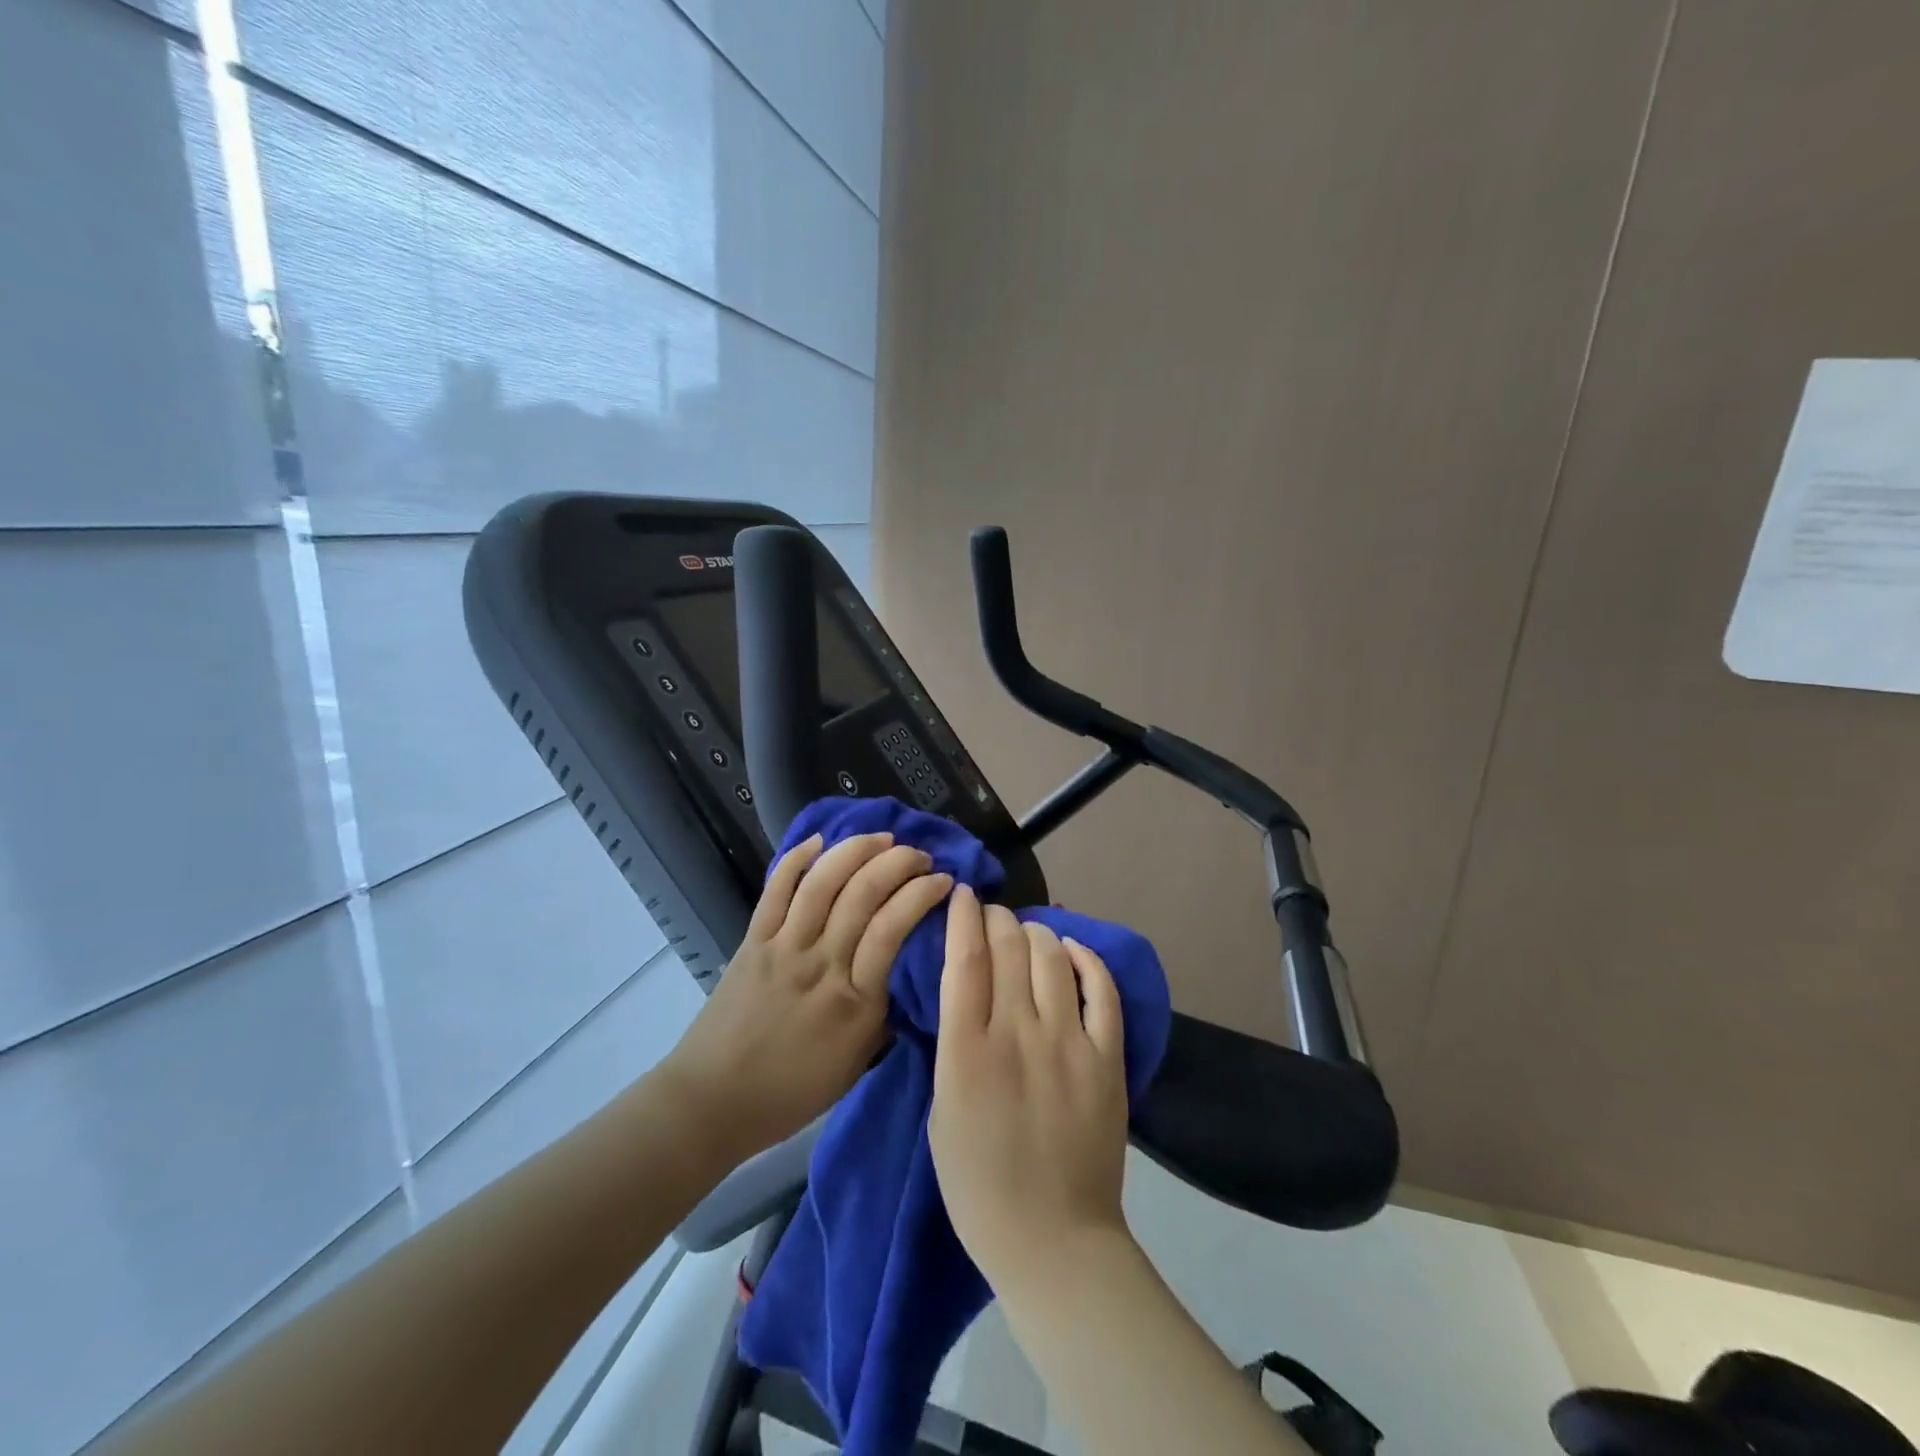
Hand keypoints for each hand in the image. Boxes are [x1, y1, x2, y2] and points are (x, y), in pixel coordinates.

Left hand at [664, 832, 952, 1164]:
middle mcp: (822, 964)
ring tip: (882, 838)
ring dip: (857, 850)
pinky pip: (776, 890)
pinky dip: (797, 859)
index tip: (944, 881)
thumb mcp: (856, 1064)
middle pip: (864, 894)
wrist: (712, 1100)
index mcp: (855, 1001)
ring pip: (823, 882)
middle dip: (899, 862)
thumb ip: (883, 1015)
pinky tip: (819, 840)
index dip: (923, 894)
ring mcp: (784, 948)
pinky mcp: (753, 941)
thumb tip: (903, 972)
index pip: (894, 928)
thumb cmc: (791, 1092)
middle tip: (920, 855)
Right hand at [929, 883, 1131, 1291]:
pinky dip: (1087, 958)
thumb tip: (964, 992)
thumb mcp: (940, 1112)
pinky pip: (1102, 988)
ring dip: (1037, 932)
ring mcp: (1069, 1043)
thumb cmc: (979, 1184)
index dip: (963, 916)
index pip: (966, 959)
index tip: (962, 894)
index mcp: (968, 1051)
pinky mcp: (1108, 1058)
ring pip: (1053, 955)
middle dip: (997, 918)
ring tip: (1028, 935)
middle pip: (1009, 946)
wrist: (1054, 1240)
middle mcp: (1018, 1034)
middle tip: (992, 916)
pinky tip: (1072, 951)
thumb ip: (952, 1044)